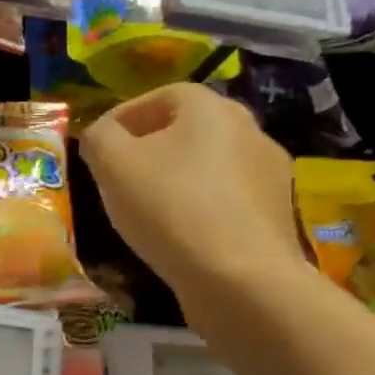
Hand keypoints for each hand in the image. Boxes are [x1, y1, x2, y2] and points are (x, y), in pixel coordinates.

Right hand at [78, 83, 305, 305]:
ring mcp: (269, 172)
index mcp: (210, 108)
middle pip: (186, 129)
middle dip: (149, 148)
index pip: (159, 96)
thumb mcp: (112, 164)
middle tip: (118, 177)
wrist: (240, 277)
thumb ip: (98, 137)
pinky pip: (225, 198)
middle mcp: (248, 129)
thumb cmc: (170, 207)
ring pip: (207, 165)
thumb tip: (101, 134)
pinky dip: (198, 207)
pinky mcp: (275, 213)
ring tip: (145, 209)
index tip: (98, 147)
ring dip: (175, 178)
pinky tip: (179, 234)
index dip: (123, 117)